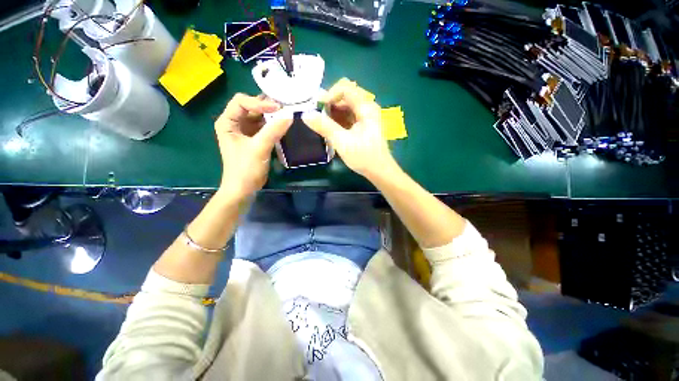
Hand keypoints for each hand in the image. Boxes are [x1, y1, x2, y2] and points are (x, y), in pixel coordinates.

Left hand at [214, 93, 291, 201]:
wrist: (243, 189)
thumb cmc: (245, 168)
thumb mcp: (259, 148)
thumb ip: (273, 130)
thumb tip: (290, 115)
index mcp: (228, 122)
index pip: (241, 102)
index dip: (259, 102)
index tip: (278, 108)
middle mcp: (235, 123)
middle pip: (251, 107)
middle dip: (267, 106)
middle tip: (285, 107)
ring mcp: (245, 131)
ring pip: (259, 117)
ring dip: (272, 116)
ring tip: (287, 114)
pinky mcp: (254, 139)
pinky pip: (265, 127)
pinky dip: (274, 125)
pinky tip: (284, 126)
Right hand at [303, 78, 394, 177]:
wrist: (379, 171)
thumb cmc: (363, 156)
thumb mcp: (342, 142)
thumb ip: (324, 127)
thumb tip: (305, 115)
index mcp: (366, 107)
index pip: (345, 88)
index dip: (329, 94)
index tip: (318, 107)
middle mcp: (367, 107)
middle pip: (345, 96)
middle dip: (330, 104)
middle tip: (318, 117)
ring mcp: (366, 117)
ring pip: (346, 107)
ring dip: (333, 113)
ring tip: (322, 124)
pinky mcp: (363, 125)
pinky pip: (348, 116)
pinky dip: (338, 120)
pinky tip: (331, 129)